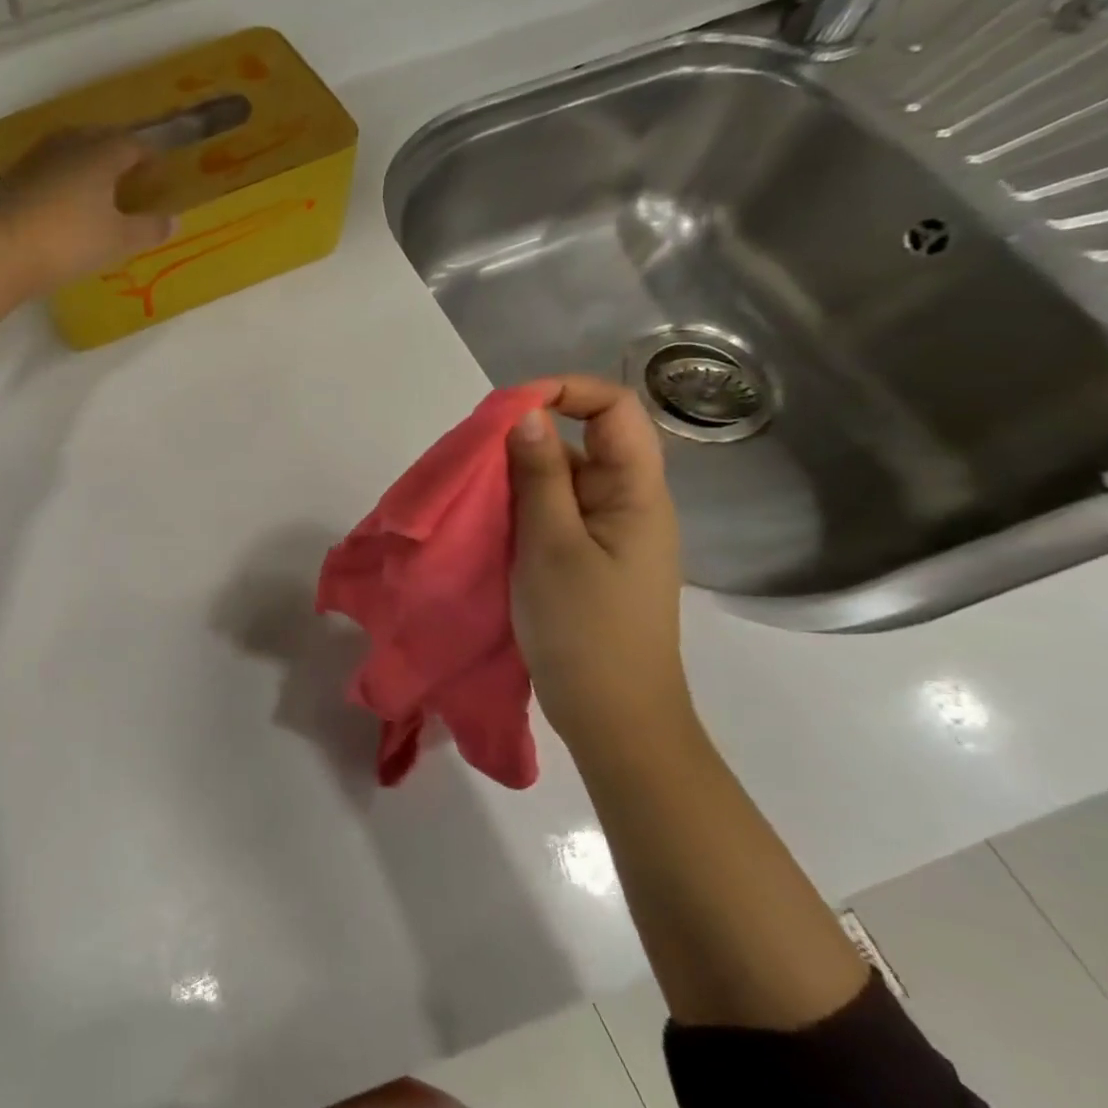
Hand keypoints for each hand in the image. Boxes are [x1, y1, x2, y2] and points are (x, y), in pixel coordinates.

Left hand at [0, 131, 173, 297]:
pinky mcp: (12, 179)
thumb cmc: (68, 241)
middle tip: (131, 177)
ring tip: (99, 189)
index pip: (132, 144)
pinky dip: (64, 180)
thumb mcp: (117, 241)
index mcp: (100, 153)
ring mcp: (36, 159)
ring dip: (88, 164)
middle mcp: (68, 145)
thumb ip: (148, 229)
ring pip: (71, 151)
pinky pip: (49, 170)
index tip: (159, 174)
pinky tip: (64, 203)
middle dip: (118, 153)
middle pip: (100, 138)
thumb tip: (175, 220)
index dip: (149, 157)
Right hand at [506, 376, 690, 749]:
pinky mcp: (586, 558)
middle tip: (473, 456)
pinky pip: (553, 512)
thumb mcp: (552, 545)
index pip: (614, 409)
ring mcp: (607, 533)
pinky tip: (486, 520)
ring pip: (562, 478)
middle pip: (585, 440)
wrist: (613, 716)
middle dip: (528, 436)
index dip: (565, 391)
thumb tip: (527, 413)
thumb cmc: (585, 629)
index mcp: (637, 492)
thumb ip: (539, 476)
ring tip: (470, 490)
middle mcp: (628, 503)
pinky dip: (519, 506)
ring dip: (517, 474)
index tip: (506, 409)